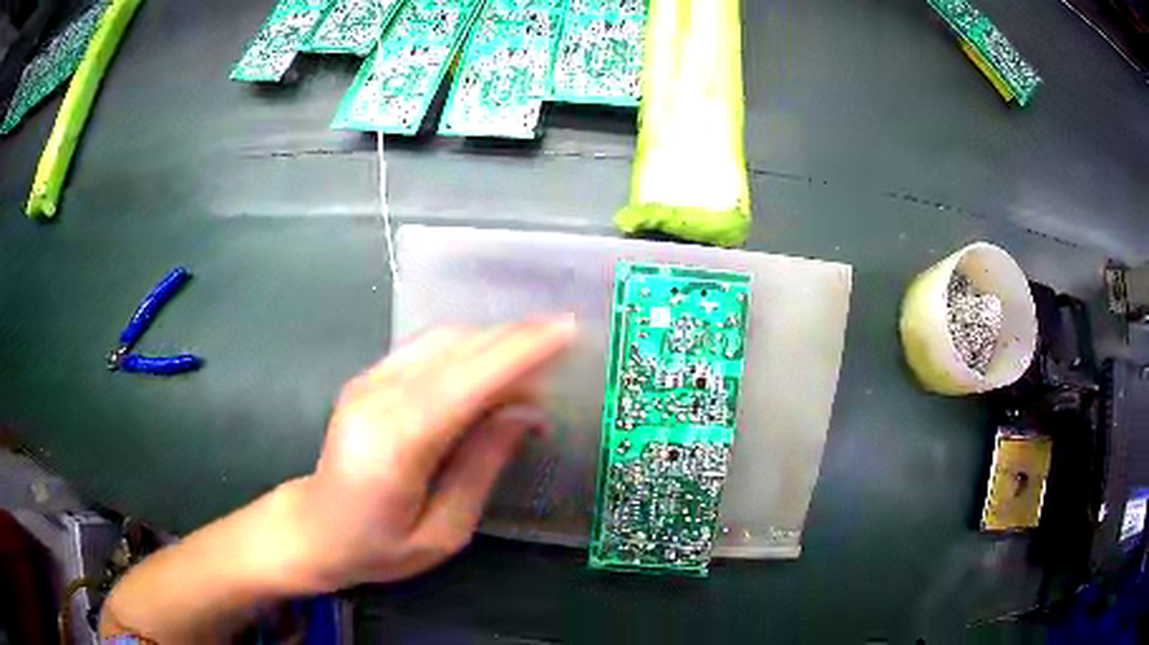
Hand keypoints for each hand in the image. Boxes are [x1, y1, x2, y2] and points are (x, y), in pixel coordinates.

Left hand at [280, 318, 575, 590]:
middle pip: (456, 350)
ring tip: (536, 356)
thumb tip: (524, 415)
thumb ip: (481, 468)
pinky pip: (426, 348)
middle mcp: (378, 398)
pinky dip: (469, 347)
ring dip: (494, 340)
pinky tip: (493, 364)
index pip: (465, 381)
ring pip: (442, 340)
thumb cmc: (378, 547)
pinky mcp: (367, 378)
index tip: (565, 331)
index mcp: (396, 443)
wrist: (314, 529)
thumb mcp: (442, 532)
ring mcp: (368, 381)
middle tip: (563, 342)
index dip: (519, 352)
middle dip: (515, 338)